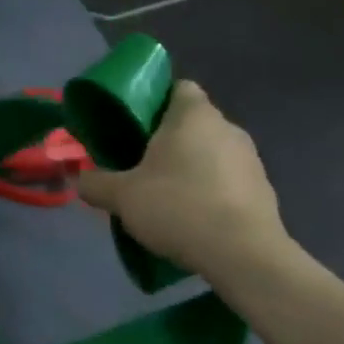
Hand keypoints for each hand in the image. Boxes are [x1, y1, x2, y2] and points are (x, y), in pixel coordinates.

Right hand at [77, 81, 288, 282]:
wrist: (243, 255)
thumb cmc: (178, 207)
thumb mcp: (121, 196)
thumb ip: (95, 183)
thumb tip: (80, 178)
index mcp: (193, 115)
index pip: (178, 88)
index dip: (155, 102)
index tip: (134, 127)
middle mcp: (227, 128)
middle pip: (192, 123)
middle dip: (168, 141)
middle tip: (140, 166)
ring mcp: (251, 159)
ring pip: (211, 153)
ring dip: (190, 168)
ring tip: (166, 197)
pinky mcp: (264, 190)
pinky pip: (227, 181)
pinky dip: (210, 192)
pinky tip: (193, 219)